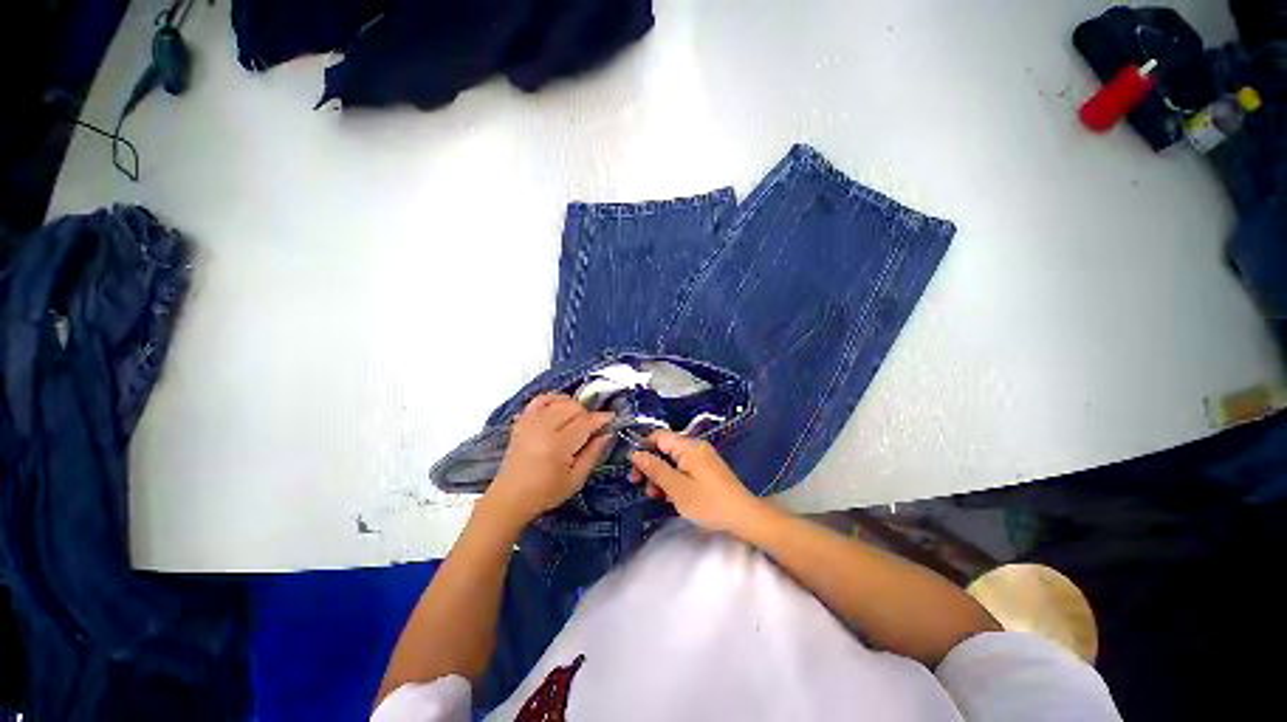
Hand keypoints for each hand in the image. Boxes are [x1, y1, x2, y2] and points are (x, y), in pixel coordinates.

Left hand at [482, 394, 611, 528]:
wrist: (510, 497)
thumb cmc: (546, 492)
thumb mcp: (576, 480)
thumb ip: (593, 454)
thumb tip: (607, 433)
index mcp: (558, 445)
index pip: (585, 422)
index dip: (602, 418)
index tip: (612, 419)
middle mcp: (543, 428)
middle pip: (574, 407)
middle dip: (587, 414)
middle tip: (591, 428)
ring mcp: (530, 422)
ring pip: (560, 400)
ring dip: (572, 406)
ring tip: (576, 420)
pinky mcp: (522, 420)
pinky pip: (541, 399)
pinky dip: (554, 399)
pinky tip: (560, 407)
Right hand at [629, 431, 762, 533]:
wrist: (744, 516)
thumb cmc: (709, 502)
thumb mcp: (677, 488)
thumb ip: (655, 469)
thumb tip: (636, 454)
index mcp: (688, 446)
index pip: (658, 436)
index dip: (642, 449)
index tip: (633, 470)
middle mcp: (695, 447)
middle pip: (664, 448)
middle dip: (651, 466)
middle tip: (644, 487)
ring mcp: (702, 458)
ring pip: (672, 460)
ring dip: (661, 476)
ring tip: (659, 496)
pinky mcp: (706, 469)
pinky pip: (683, 468)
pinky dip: (674, 479)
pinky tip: (672, 496)